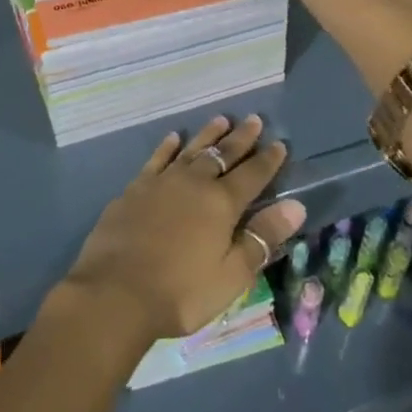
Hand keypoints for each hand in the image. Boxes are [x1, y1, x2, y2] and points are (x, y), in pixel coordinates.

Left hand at [57, 115, 305, 344]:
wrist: (116, 292)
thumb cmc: (180, 292)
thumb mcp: (231, 275)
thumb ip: (262, 238)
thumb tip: (295, 205)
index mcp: (221, 204)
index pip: (252, 175)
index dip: (268, 160)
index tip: (279, 144)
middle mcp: (194, 183)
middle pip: (223, 154)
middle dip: (241, 138)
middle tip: (254, 119)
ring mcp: (162, 182)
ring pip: (191, 150)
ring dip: (208, 135)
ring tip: (221, 119)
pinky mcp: (135, 188)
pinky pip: (157, 159)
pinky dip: (168, 147)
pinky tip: (174, 138)